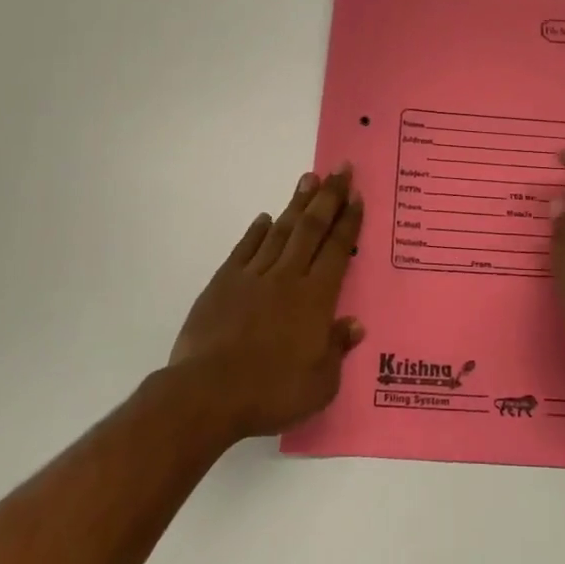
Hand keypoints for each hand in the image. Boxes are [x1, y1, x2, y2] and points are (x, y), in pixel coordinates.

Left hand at [168, 168, 365, 440]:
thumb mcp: (320, 383)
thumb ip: (338, 349)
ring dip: (297, 204)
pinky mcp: (224, 283)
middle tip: (340, 169)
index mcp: (316, 298)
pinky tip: (264, 217)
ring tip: (308, 179)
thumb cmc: (271, 391)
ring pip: (280, 231)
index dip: (348, 221)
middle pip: (312, 229)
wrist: (208, 393)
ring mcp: (254, 276)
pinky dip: (256, 231)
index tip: (356, 195)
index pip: (337, 249)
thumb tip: (354, 324)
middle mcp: (288, 277)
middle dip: (328, 197)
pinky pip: (245, 249)